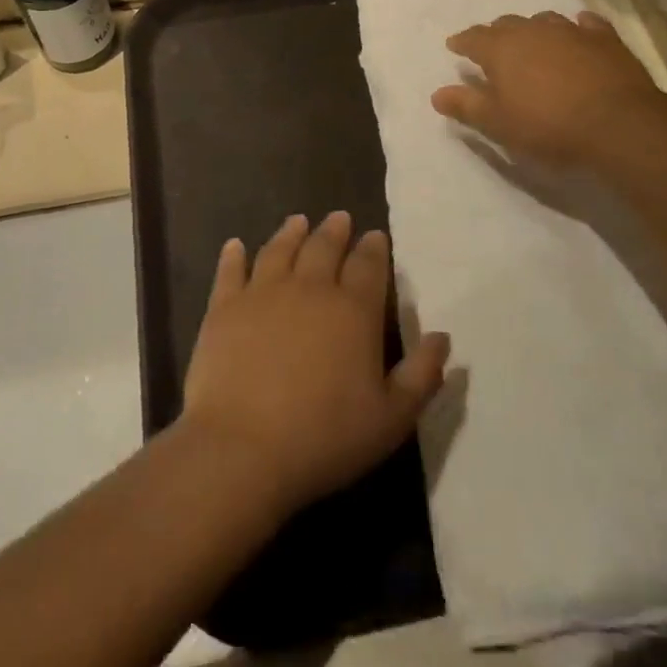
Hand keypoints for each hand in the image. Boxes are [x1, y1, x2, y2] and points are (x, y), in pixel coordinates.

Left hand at [182, 213, 449, 516]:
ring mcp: (262, 293)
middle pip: (324, 247)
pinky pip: (231, 271)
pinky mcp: (224, 308)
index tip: (376, 236)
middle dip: (335, 230)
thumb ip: (422, 375)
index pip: (369, 266)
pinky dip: (234, 255)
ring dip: (291, 232)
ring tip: (298, 221)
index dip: (375, 248)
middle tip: (340, 218)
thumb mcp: (392, 418)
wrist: (243, 448)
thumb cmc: (325, 436)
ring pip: (280, 249)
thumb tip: (442, 336)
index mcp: (353, 310)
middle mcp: (310, 288)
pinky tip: (235, 245)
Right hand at [431, 12, 661, 169]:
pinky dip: (576, 28)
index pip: (473, 38)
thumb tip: (437, 94)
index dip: (462, 42)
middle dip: (495, 34)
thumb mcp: (498, 124)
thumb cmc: (548, 126)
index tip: (454, 46)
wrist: (618, 124)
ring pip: (544, 20)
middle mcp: (532, 30)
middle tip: (492, 48)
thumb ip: (466, 106)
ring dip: (533, 29)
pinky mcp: (605, 38)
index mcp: (501, 49)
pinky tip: (578, 32)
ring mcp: (571, 30)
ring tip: (532, 42)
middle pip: (507, 24)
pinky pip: (586, 24)